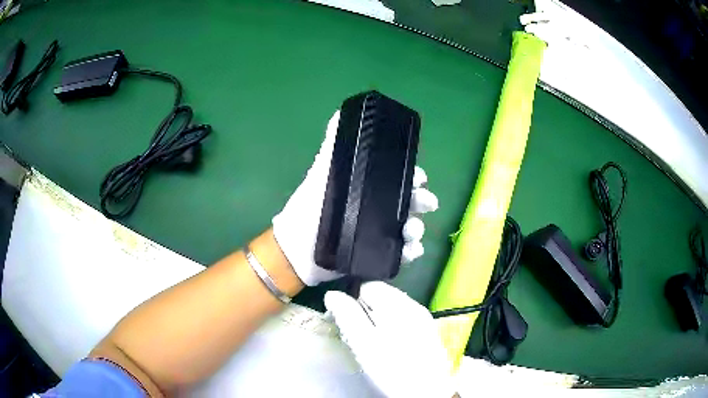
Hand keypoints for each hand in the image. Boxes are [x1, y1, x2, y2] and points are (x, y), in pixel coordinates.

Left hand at [272, 111, 438, 285]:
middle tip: (425, 203)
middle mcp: (378, 209)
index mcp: (369, 189)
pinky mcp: (378, 256)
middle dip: (422, 201)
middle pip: (411, 203)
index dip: (413, 176)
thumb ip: (331, 146)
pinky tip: (409, 250)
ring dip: (417, 228)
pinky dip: (411, 252)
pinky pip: (402, 253)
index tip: (419, 178)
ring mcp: (380, 233)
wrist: (297, 249)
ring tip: (410, 231)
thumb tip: (338, 113)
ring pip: (410, 228)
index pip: (399, 178)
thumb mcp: (322, 173)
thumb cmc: (310, 207)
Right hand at [325, 282, 454, 397]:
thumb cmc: (392, 368)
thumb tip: (332, 295)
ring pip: (391, 308)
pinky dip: (391, 327)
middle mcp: (413, 304)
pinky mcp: (427, 331)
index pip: (369, 285)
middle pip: (381, 295)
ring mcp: (422, 318)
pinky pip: (403, 320)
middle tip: (358, 334)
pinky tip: (388, 345)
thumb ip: (347, 316)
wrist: (427, 391)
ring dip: (377, 319)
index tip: (346, 320)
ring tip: (371, 342)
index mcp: (398, 303)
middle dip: (365, 310)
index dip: (352, 299)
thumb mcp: (364, 343)